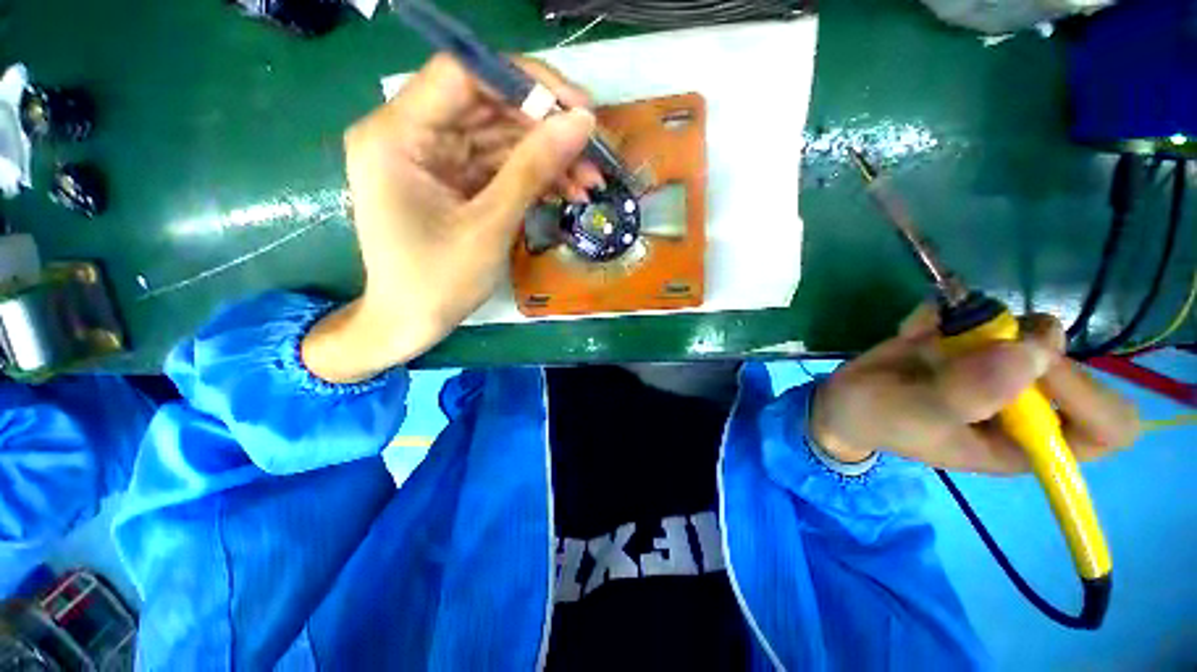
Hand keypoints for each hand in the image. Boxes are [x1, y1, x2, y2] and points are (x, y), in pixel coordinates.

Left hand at [303, 55, 601, 382]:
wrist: (410, 323)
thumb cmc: (438, 283)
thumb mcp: (490, 226)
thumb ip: (533, 169)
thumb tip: (581, 123)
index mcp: (396, 136)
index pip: (463, 75)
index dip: (525, 82)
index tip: (576, 108)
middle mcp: (408, 134)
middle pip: (486, 105)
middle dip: (545, 129)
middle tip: (593, 151)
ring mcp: (431, 157)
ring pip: (498, 138)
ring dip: (547, 157)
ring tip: (589, 181)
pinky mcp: (451, 179)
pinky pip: (497, 165)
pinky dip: (533, 177)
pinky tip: (567, 191)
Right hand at [810, 308, 1139, 472]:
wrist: (842, 400)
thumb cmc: (877, 419)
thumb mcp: (912, 416)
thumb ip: (966, 395)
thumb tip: (1034, 354)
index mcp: (1025, 444)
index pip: (1106, 427)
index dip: (1086, 394)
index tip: (1032, 367)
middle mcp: (1026, 406)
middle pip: (1072, 365)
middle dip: (1024, 345)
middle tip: (973, 340)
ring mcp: (999, 370)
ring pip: (1032, 330)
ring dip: (983, 323)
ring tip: (931, 336)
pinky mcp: (971, 343)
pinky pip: (980, 312)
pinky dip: (946, 313)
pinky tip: (913, 330)